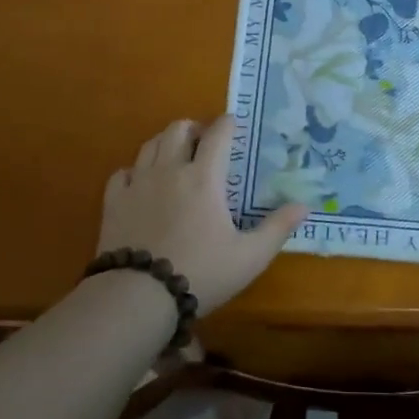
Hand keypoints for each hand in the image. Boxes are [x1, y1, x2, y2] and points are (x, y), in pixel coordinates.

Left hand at [99, 115, 308, 314]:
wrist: (139, 296)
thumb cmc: (201, 273)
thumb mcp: (250, 257)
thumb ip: (277, 228)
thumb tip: (304, 205)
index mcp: (204, 178)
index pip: (218, 135)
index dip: (227, 123)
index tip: (234, 123)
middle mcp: (170, 170)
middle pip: (178, 130)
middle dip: (194, 128)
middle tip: (204, 140)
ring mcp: (138, 183)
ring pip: (150, 145)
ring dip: (166, 143)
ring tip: (175, 155)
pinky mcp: (114, 201)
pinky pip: (124, 171)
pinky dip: (136, 170)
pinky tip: (141, 182)